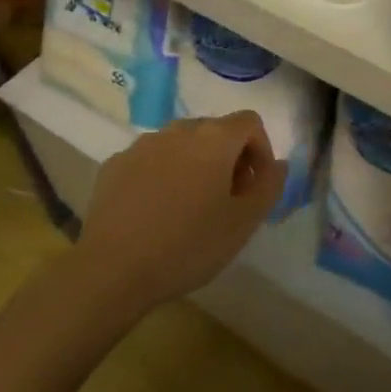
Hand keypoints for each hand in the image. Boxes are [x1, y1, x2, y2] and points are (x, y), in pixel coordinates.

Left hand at [75, 112, 286, 311]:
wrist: (112, 269)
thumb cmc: (188, 245)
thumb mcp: (244, 223)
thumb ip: (269, 186)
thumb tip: (278, 164)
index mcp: (213, 139)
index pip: (250, 122)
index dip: (261, 150)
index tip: (255, 187)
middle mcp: (178, 130)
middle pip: (214, 130)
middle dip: (229, 158)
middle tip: (228, 200)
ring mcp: (142, 145)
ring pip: (181, 144)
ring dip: (195, 164)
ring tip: (191, 207)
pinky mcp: (115, 164)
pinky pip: (151, 159)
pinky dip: (163, 175)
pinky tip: (156, 212)